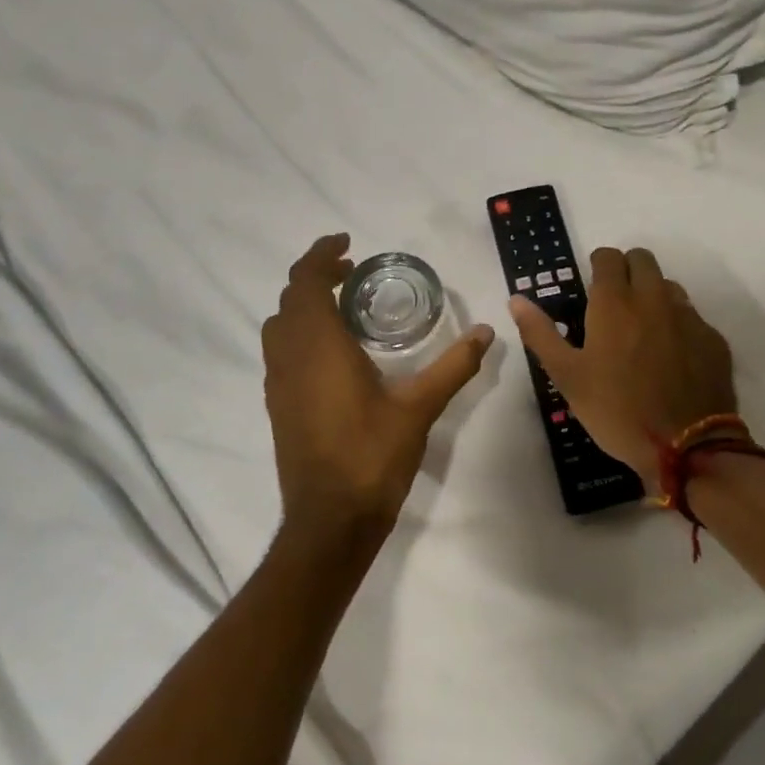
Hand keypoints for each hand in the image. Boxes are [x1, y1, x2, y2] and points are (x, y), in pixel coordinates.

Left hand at [262, 234, 494, 540]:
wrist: (329, 521)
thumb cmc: (372, 457)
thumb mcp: (419, 408)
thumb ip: (454, 366)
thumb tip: (487, 333)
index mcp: (319, 347)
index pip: (307, 281)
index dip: (322, 255)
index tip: (348, 243)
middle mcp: (290, 357)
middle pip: (290, 298)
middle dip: (317, 276)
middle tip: (354, 273)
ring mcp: (278, 382)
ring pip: (280, 324)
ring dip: (304, 304)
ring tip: (343, 306)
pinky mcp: (277, 404)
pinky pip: (280, 350)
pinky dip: (299, 331)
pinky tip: (332, 351)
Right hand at [508, 247, 737, 482]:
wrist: (685, 447)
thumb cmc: (616, 410)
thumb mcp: (567, 376)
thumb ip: (540, 333)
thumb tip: (516, 299)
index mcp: (615, 303)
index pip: (608, 257)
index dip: (598, 266)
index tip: (591, 289)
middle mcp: (654, 299)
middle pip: (642, 259)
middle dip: (627, 271)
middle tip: (614, 306)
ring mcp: (689, 317)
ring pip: (669, 286)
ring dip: (653, 296)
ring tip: (642, 332)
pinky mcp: (713, 340)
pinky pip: (692, 317)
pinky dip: (678, 325)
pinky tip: (671, 358)